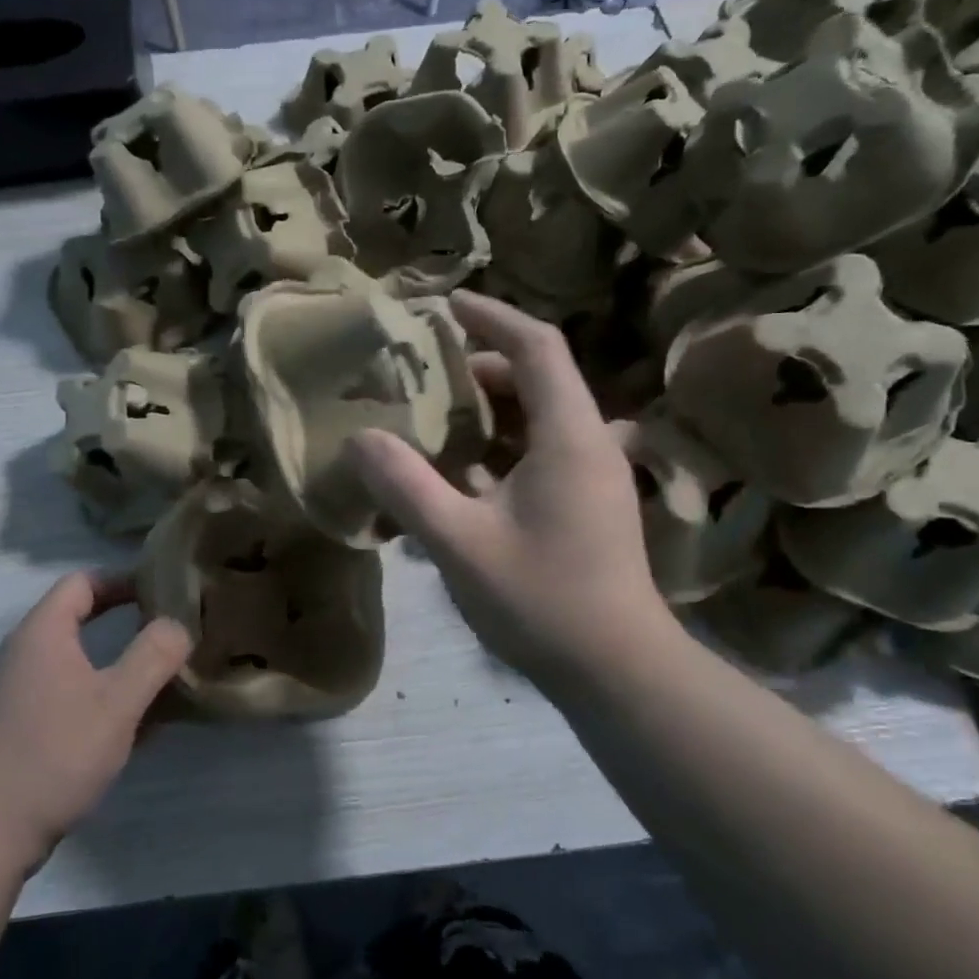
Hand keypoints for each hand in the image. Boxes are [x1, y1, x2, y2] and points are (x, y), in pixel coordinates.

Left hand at [0, 572, 190, 863]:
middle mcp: (22, 653)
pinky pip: (64, 692)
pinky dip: (97, 694)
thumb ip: (153, 655)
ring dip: (114, 662)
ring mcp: (15, 692)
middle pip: (77, 617)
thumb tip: (176, 625)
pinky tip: (129, 724)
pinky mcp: (16, 726)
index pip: (82, 582)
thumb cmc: (57, 753)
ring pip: (73, 659)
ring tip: (157, 678)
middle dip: (124, 620)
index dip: (124, 580)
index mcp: (41, 633)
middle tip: (166, 631)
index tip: (163, 593)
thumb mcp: (118, 702)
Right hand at [350, 292, 677, 693]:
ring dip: (487, 412)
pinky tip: (458, 476)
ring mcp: (592, 478)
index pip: (536, 347)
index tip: (446, 305)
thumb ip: (406, 486)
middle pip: (536, 380)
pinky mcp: (586, 507)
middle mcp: (589, 444)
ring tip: (431, 421)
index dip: (492, 317)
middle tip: (421, 377)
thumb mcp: (459, 542)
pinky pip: (539, 455)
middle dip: (478, 369)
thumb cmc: (542, 600)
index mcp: (569, 436)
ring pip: (537, 420)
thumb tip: (360, 439)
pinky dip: (498, 450)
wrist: (618, 672)